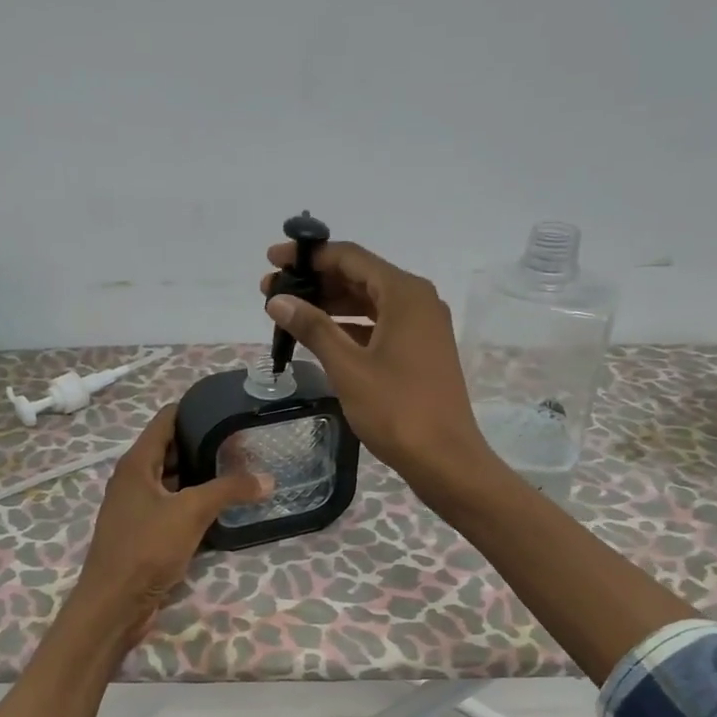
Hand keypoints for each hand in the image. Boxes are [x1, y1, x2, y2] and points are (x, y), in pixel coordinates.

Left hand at [73, 405, 271, 645]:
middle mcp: (135, 480)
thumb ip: (229, 490)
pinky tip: (225, 505)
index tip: (228, 405)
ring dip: (203, 474)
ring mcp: (139, 507)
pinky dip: (197, 501)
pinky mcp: (147, 533)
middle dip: (205, 442)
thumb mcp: (191, 512)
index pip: (166, 420)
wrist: (115, 604)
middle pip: (172, 449)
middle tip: (244, 440)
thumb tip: (268, 478)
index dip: (194, 408)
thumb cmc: (146, 548)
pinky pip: (175, 506)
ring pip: (175, 480)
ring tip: (242, 467)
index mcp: (136, 463)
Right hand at [262, 240, 494, 498]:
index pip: (350, 257)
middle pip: (359, 278)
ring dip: (330, 306)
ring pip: (369, 303)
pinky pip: (379, 326)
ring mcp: (422, 327)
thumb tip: (278, 300)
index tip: (273, 261)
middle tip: (272, 293)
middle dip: (315, 282)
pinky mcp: (420, 351)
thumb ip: (312, 328)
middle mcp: (418, 301)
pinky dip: (349, 328)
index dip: (309, 257)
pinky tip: (320, 339)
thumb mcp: (348, 367)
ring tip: (289, 315)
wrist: (444, 459)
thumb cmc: (396, 410)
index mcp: (405, 293)